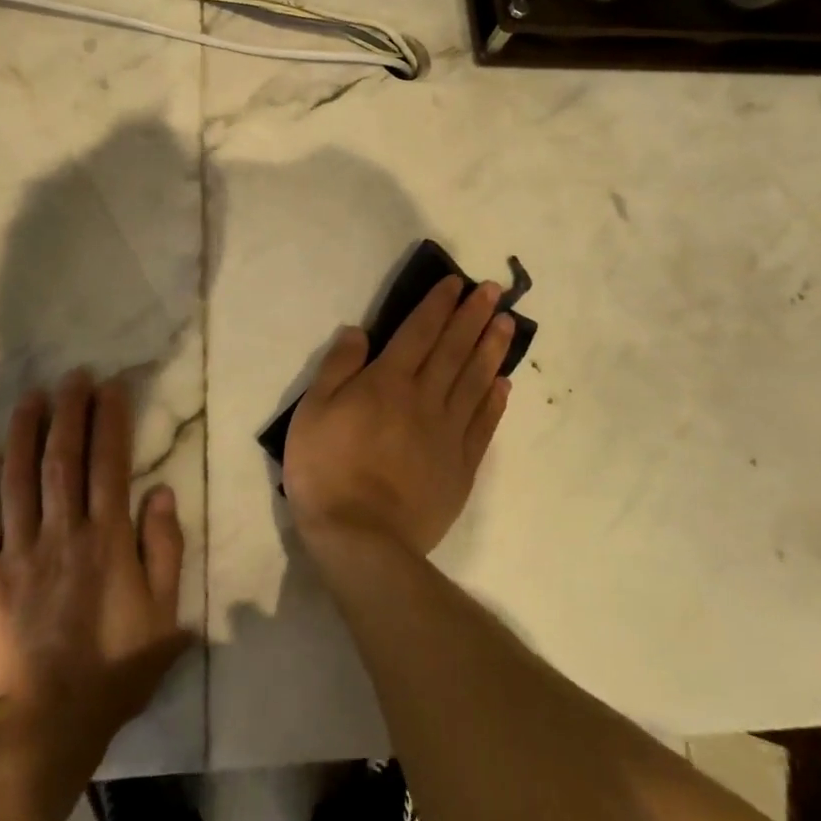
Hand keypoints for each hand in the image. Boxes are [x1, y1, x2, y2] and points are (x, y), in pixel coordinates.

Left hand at [0, 372, 191, 755]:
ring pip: (18, 477)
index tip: (110, 386)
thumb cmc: (113, 672)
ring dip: (25, 431)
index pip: (109, 463)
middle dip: (69, 411)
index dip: (110, 419)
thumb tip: (161, 492)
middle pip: (63, 457)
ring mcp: (17, 552)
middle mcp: (61, 532)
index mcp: (106, 539)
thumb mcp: (164, 616)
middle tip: (72, 376)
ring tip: (30, 396)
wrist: (42, 729)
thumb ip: (165, 550)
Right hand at [284, 276, 513, 559]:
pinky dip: (495, 400)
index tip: (457, 283)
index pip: (419, 332)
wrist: (362, 537)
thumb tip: (360, 331)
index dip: (438, 305)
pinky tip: (504, 383)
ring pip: (475, 381)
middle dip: (473, 317)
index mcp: (388, 382)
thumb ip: (338, 367)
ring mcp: (448, 433)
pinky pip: (483, 425)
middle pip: (454, 350)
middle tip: (495, 292)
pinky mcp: (461, 466)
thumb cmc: (326, 469)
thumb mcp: (313, 410)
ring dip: (492, 349)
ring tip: (507, 325)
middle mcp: (425, 398)